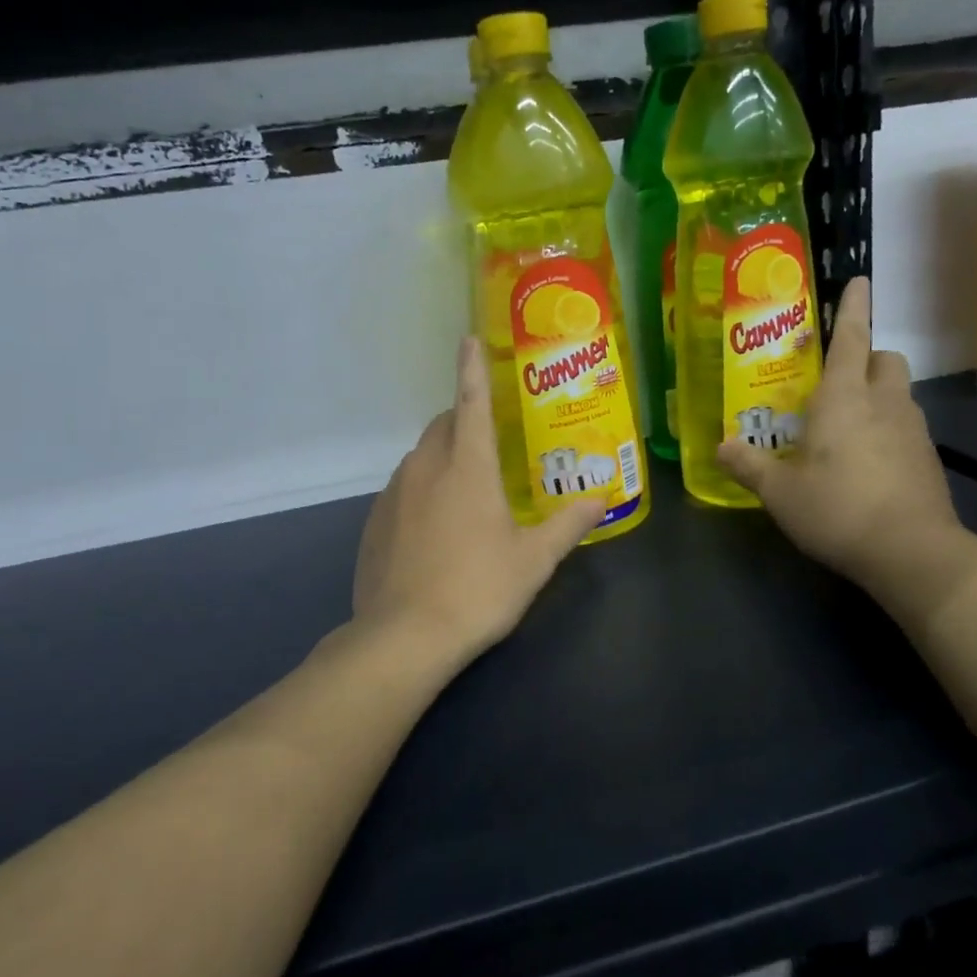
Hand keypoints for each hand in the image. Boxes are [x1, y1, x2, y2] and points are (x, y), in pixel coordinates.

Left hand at [353, 336, 603, 668]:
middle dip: (463, 419)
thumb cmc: (478, 589)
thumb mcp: (534, 560)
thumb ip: (568, 524)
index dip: (472, 369)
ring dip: (443, 456)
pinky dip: (421, 489)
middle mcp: (425, 469)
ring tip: (467, 487)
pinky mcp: (374, 522)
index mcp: (467, 467)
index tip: (468, 339)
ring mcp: (393, 495)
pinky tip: (435, 527)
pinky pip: (402, 489)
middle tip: (490, 439)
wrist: (403, 637)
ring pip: (420, 456)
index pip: (471, 402)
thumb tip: (601, 499)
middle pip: (443, 425)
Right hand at [717, 276, 961, 592]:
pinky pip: (906, 426)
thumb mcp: (780, 492)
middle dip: (867, 356)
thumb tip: (720, 447)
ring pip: (899, 392)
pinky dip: (888, 428)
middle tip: (838, 378)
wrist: (913, 552)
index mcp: (843, 397)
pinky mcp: (928, 458)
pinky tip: (868, 462)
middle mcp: (884, 402)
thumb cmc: (838, 509)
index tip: (860, 280)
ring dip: (878, 394)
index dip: (853, 307)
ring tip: (848, 425)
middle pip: (885, 358)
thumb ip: (749, 465)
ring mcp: (912, 429)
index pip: (851, 337)